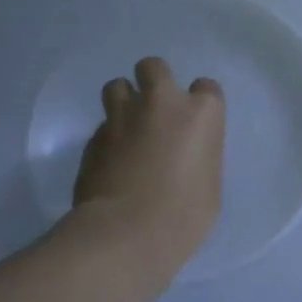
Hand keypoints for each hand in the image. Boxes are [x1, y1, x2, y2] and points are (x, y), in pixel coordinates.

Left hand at [73, 57, 224, 274]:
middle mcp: (160, 103)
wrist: (125, 233)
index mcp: (200, 113)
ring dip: (124, 101)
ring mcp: (121, 117)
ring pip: (117, 86)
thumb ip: (198, 156)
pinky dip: (108, 138)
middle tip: (155, 111)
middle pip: (153, 67)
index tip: (195, 123)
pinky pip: (102, 127)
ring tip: (128, 129)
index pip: (206, 87)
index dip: (199, 103)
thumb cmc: (184, 214)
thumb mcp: (210, 183)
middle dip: (153, 82)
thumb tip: (183, 156)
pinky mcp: (92, 139)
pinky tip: (111, 163)